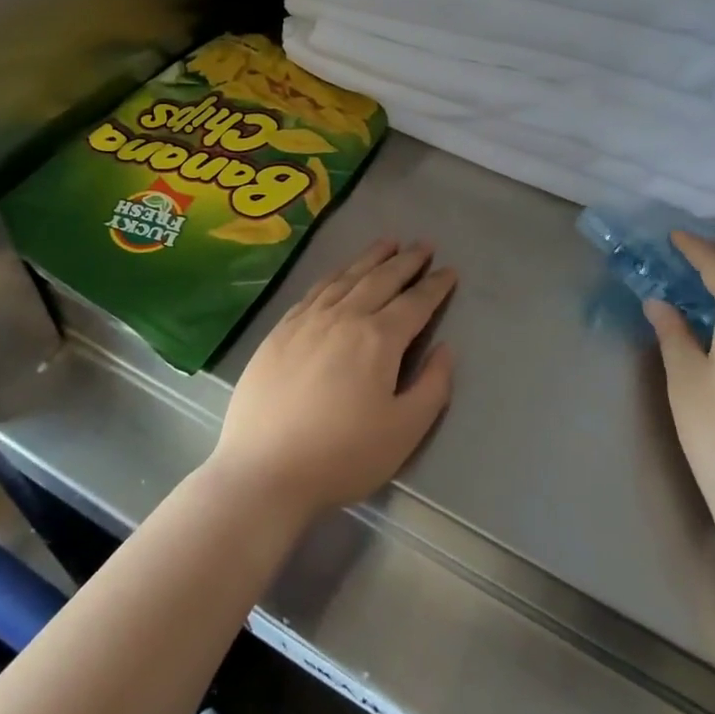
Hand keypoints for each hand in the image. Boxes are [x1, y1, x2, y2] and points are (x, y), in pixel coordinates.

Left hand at [210, 238, 456, 527]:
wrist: (265, 470)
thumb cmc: (343, 456)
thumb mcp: (404, 431)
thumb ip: (433, 386)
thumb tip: (446, 349)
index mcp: (378, 339)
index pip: (415, 302)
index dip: (435, 286)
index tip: (449, 271)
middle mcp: (343, 317)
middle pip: (380, 279)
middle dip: (406, 261)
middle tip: (423, 245)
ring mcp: (307, 320)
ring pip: (346, 277)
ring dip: (370, 257)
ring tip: (388, 243)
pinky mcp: (280, 331)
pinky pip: (314, 290)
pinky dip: (334, 274)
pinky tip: (339, 273)